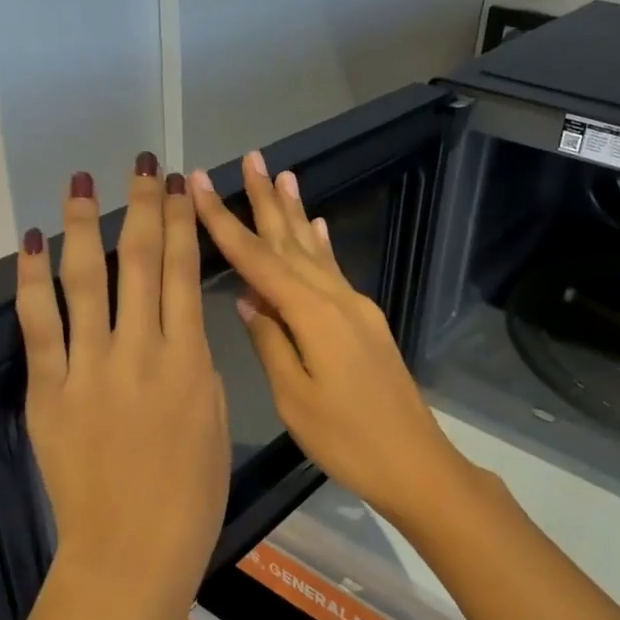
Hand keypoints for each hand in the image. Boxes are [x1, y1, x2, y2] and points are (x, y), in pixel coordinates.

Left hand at [17, 156, 229, 619]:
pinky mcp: (49, 391)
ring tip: (81, 183)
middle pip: (140, 262)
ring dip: (84, 226)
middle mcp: (141, 351)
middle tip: (141, 166)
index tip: (180, 186)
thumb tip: (177, 331)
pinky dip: (31, 280)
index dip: (182, 223)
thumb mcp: (213, 422)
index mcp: (189, 360)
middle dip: (143, 207)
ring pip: (86, 280)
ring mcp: (90, 369)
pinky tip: (29, 243)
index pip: (183, 273)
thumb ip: (195, 368)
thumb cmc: (190, 497)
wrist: (132, 553)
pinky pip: (38, 325)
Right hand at [189, 152, 478, 526]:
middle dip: (267, 200)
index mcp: (313, 315)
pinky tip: (319, 226)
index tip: (204, 185)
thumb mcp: (295, 398)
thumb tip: (249, 300)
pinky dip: (323, 245)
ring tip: (283, 175)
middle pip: (291, 242)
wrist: (414, 462)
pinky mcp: (366, 323)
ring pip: (315, 250)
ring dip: (296, 213)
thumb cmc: (348, 439)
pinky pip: (335, 271)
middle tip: (251, 157)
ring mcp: (356, 308)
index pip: (259, 260)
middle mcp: (336, 299)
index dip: (226, 222)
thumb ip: (270, 342)